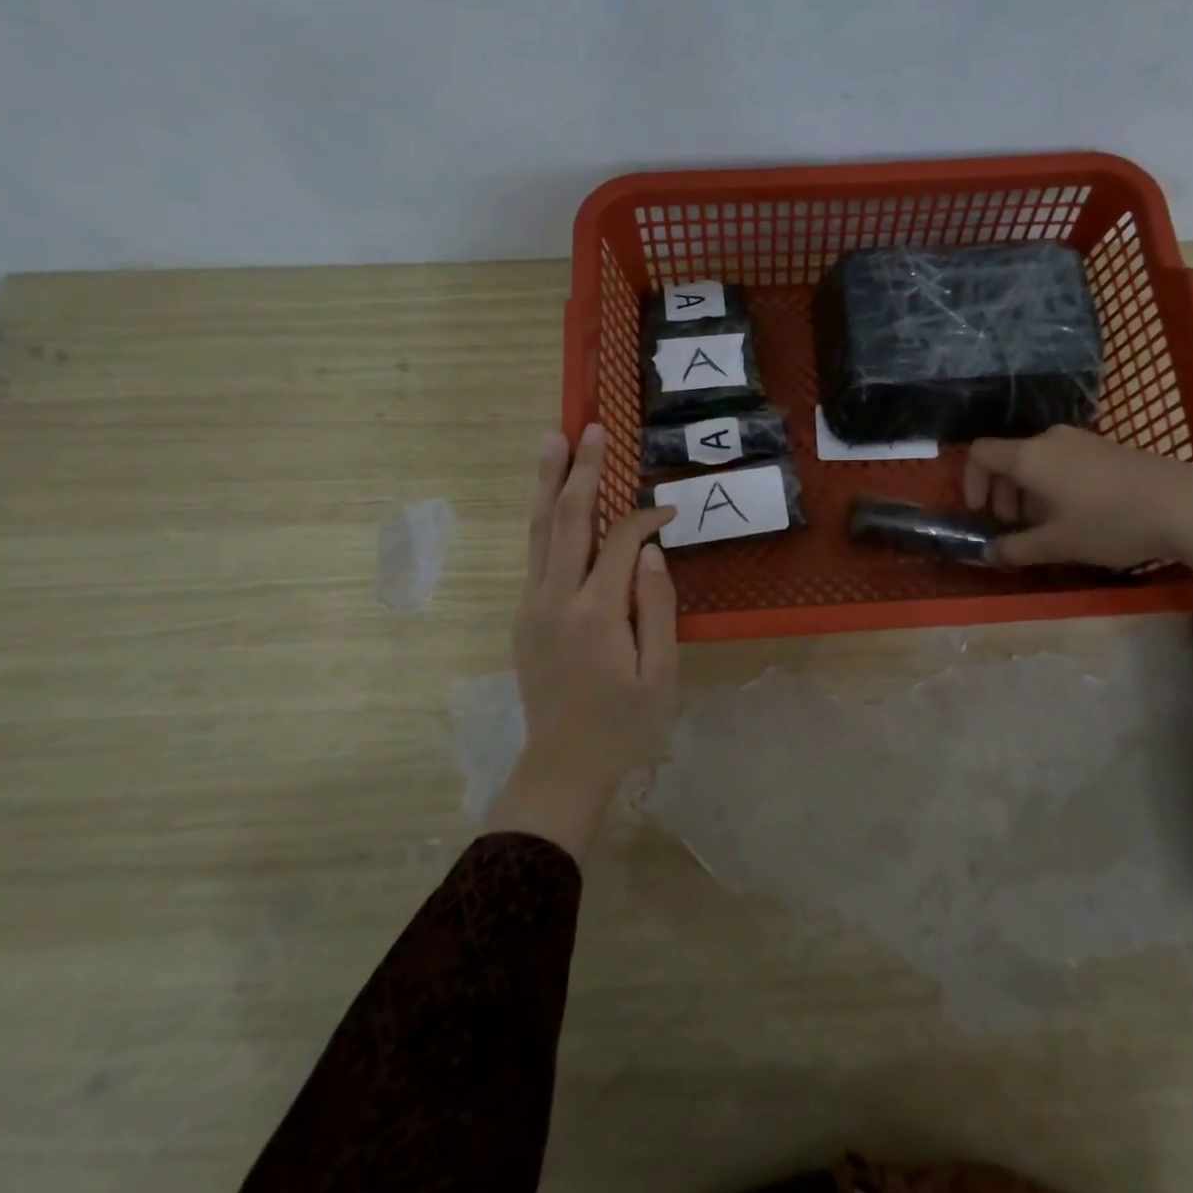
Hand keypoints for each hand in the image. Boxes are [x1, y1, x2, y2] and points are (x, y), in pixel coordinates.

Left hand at [487, 424, 678, 859]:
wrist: (563, 764)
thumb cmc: (624, 723)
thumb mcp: (661, 673)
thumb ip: (657, 607)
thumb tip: (651, 550)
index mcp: (596, 613)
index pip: (620, 542)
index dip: (645, 517)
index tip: (669, 510)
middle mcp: (556, 599)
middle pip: (567, 520)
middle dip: (582, 471)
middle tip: (591, 428)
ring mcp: (532, 605)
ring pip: (539, 530)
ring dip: (549, 483)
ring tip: (554, 441)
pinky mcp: (524, 614)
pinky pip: (535, 554)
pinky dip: (544, 518)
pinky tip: (551, 497)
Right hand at [964, 424, 1192, 618]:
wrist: (1187, 505)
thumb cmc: (1111, 523)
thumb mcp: (1058, 544)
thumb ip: (1016, 549)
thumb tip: (988, 553)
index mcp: (1029, 457)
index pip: (979, 453)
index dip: (970, 482)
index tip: (981, 513)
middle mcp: (1049, 440)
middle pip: (1007, 458)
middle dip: (1001, 493)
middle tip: (1014, 527)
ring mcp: (1080, 440)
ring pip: (1035, 461)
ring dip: (1027, 492)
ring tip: (1046, 525)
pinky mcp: (1104, 447)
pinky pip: (1061, 460)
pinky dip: (1053, 484)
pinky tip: (1077, 514)